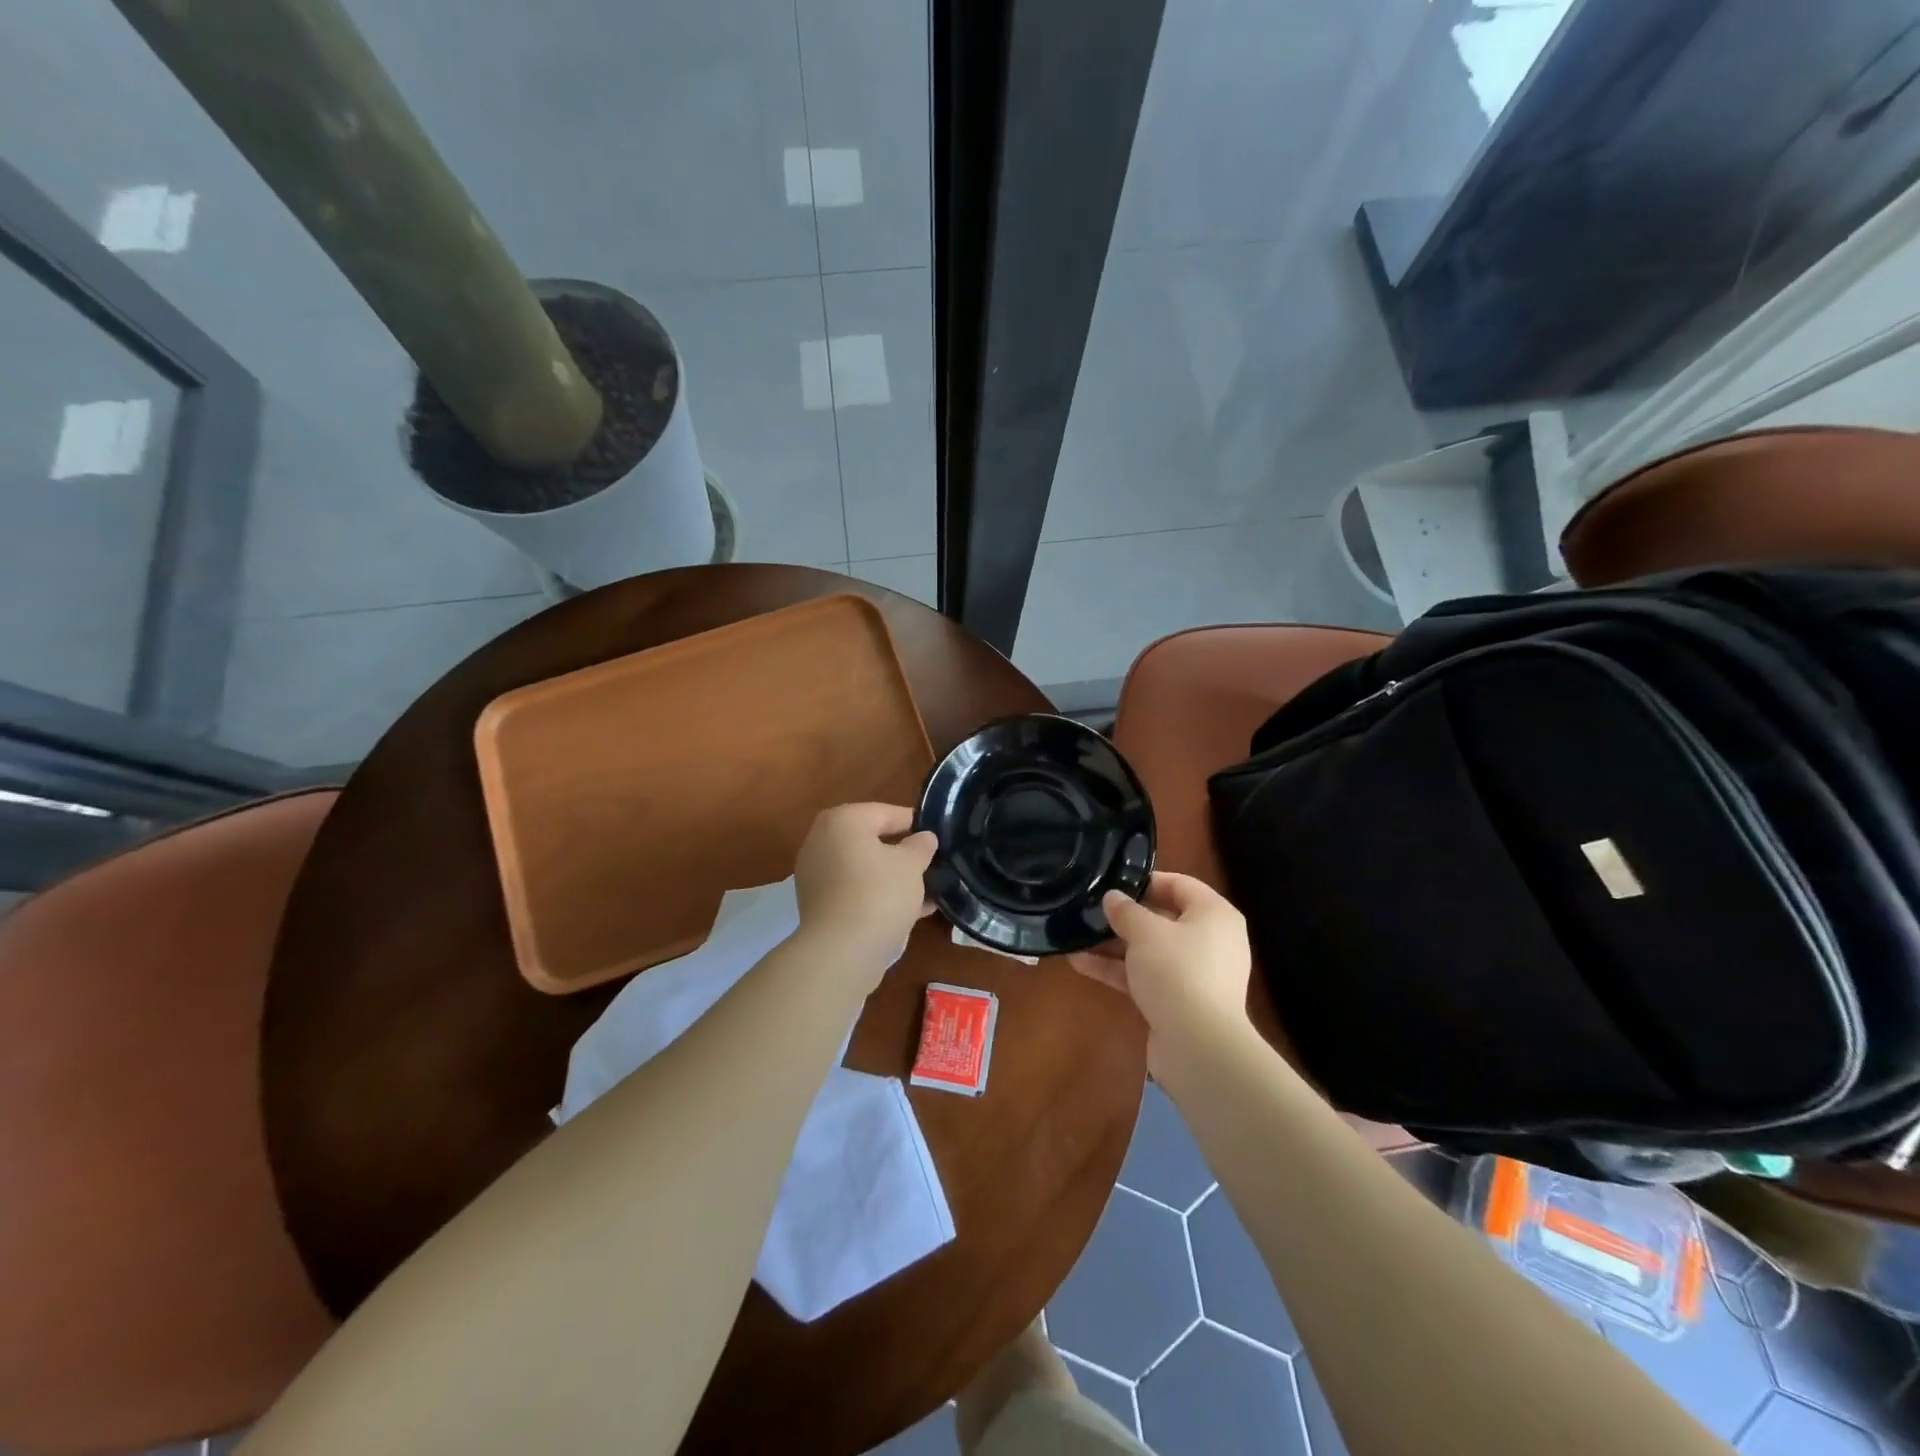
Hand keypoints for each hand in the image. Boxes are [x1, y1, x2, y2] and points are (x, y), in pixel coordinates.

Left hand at [793, 802, 937, 986]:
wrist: (842, 951)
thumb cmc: (879, 893)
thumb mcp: (911, 865)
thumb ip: (920, 846)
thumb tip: (924, 838)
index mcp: (842, 821)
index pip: (886, 813)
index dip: (915, 824)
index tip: (938, 838)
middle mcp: (822, 842)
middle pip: (871, 841)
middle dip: (902, 853)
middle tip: (931, 864)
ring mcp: (817, 875)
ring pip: (864, 869)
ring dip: (892, 878)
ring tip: (926, 890)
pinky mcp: (819, 905)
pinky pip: (856, 891)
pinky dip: (879, 896)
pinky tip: (910, 911)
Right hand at [1069, 873, 1251, 1070]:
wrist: (1198, 1047)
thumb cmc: (1177, 972)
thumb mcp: (1145, 932)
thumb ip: (1125, 911)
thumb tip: (1112, 897)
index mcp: (1214, 915)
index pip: (1180, 884)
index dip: (1145, 881)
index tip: (1112, 882)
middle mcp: (1210, 941)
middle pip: (1163, 918)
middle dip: (1124, 916)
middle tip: (1090, 908)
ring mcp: (1195, 974)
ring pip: (1149, 950)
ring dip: (1114, 945)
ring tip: (1076, 934)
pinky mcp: (1178, 1001)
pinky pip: (1145, 976)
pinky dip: (1117, 970)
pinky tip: (1079, 963)